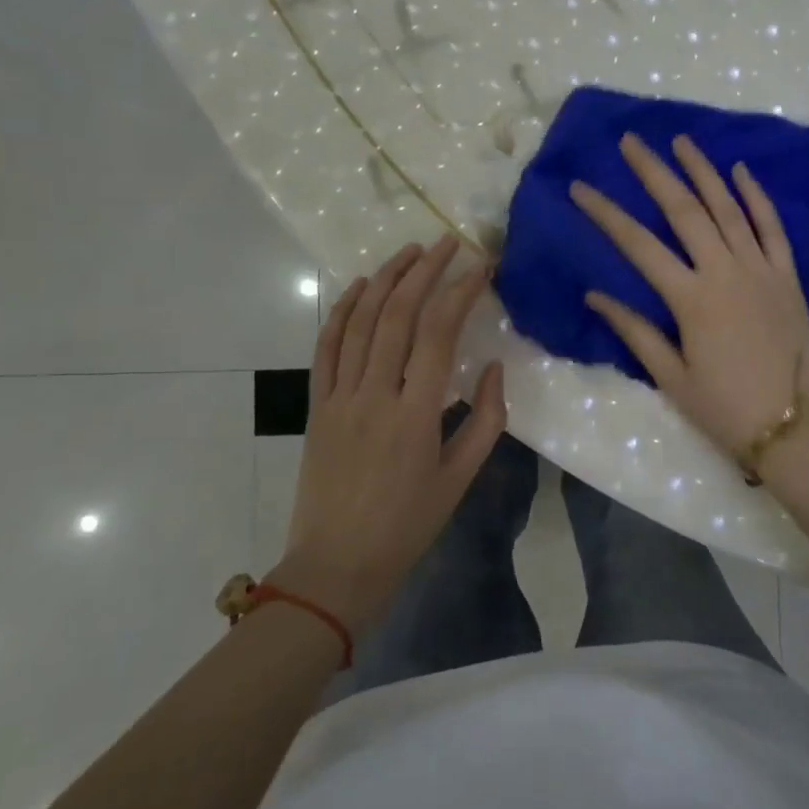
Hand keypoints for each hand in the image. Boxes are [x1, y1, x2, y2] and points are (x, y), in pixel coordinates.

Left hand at [275, 235, 505, 631]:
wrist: (336, 566)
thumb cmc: (407, 525)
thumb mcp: (460, 478)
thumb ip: (485, 419)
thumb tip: (493, 366)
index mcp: (415, 415)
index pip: (438, 334)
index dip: (460, 293)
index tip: (480, 266)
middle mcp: (374, 395)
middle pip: (397, 316)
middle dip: (424, 272)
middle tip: (446, 243)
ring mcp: (339, 397)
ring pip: (360, 323)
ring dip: (385, 280)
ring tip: (409, 251)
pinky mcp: (316, 405)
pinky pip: (326, 348)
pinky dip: (341, 311)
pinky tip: (359, 286)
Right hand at [571, 134, 808, 475]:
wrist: (793, 428)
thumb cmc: (724, 408)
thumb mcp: (671, 377)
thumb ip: (635, 331)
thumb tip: (595, 294)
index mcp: (691, 299)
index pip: (637, 245)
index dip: (605, 213)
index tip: (580, 187)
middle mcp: (725, 272)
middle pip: (684, 210)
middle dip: (654, 172)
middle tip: (631, 141)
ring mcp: (761, 269)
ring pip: (728, 208)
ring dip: (703, 171)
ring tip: (680, 141)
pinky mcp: (787, 276)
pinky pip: (772, 228)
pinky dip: (757, 197)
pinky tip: (741, 171)